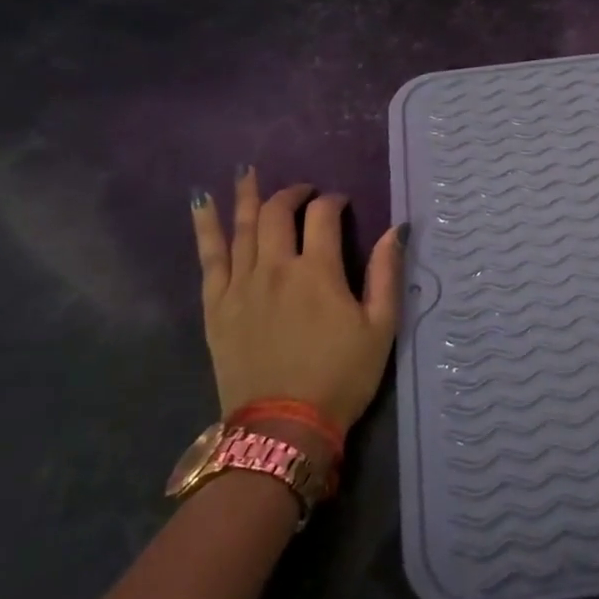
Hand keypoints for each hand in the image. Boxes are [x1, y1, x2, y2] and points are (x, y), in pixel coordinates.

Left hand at [189, 169, 404, 433]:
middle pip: (276, 213)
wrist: (283, 427)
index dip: (333, 201)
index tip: (341, 203)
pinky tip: (202, 202)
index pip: (322, 216)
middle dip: (292, 193)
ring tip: (247, 171)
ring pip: (240, 228)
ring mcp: (240, 286)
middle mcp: (275, 268)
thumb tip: (396, 228)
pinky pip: (209, 258)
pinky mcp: (217, 307)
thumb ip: (387, 274)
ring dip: (246, 196)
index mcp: (317, 271)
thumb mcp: (380, 327)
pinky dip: (205, 227)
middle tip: (304, 191)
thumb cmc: (341, 377)